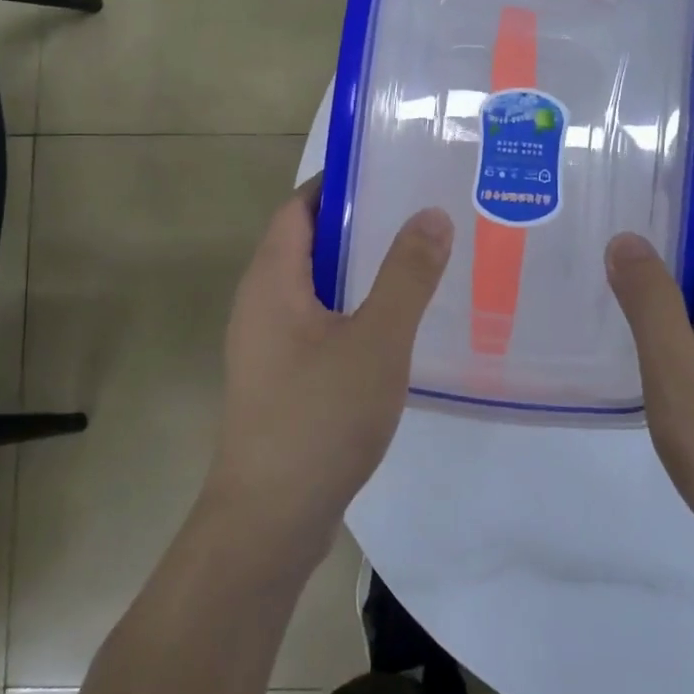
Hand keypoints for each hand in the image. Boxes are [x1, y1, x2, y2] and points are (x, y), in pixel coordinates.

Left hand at [207, 179, 452, 557]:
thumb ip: (407, 275)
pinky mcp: (283, 379)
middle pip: (308, 244)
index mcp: (271, 281)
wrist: (271, 521)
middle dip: (360, 225)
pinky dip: (355, 310)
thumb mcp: (376, 340)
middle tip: (420, 212)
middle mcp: (261, 304)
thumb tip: (432, 213)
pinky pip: (321, 324)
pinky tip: (398, 325)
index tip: (390, 171)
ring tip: (420, 259)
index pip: (298, 208)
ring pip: (317, 288)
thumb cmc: (319, 418)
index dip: (338, 184)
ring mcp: (269, 346)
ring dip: (361, 271)